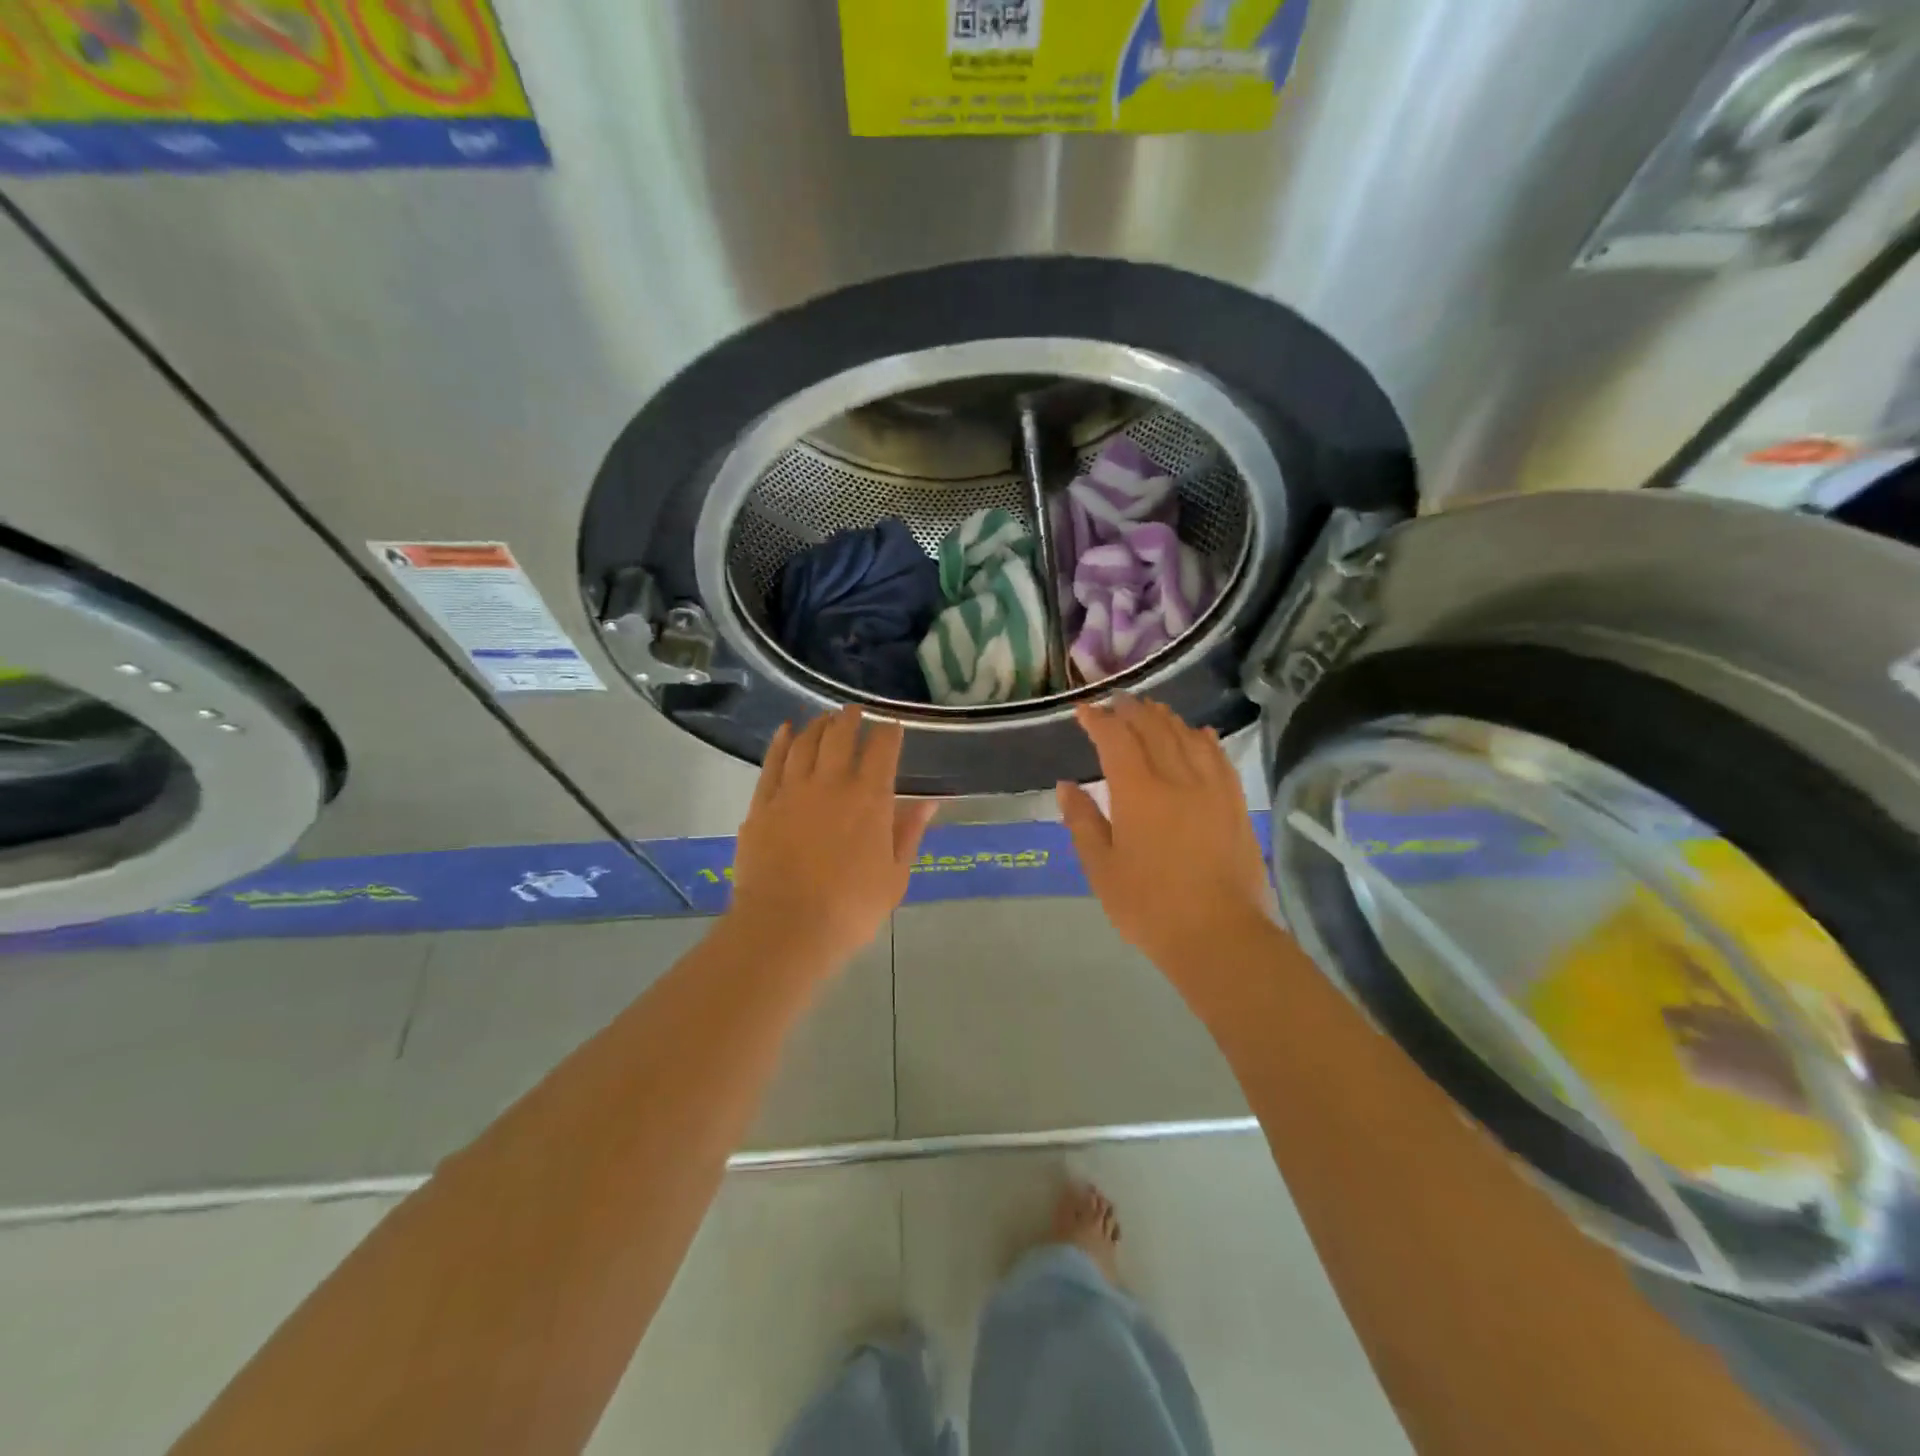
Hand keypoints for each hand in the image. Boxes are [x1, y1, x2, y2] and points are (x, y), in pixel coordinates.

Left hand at [730, 706, 937, 969]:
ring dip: (818, 725)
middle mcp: (832, 783)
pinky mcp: (763, 804)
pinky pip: (772, 762)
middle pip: (841, 735)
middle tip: (856, 711)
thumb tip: (929, 801)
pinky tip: (786, 730)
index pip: (883, 749)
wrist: (786, 927)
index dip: (889, 733)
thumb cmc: (850, 908)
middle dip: (851, 718)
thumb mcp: (895, 876)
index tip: (893, 727)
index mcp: (870, 799)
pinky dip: (781, 741)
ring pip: (806, 742)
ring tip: (825, 718)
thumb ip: (909, 833)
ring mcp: (793, 790)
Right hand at [1057, 696, 1274, 976]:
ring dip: (1166, 719)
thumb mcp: (1102, 869)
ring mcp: (1211, 789)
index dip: (1098, 720)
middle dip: (1132, 711)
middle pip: (1153, 729)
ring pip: (1187, 737)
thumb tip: (1066, 785)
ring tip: (1152, 710)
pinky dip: (1204, 739)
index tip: (1084, 710)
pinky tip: (1199, 734)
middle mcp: (1177, 778)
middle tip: (1116, 702)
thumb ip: (1083, 822)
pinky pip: (1219, 758)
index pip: (1115, 740)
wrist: (1220, 935)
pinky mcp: (1235, 804)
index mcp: (1138, 792)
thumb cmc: (1149, 907)